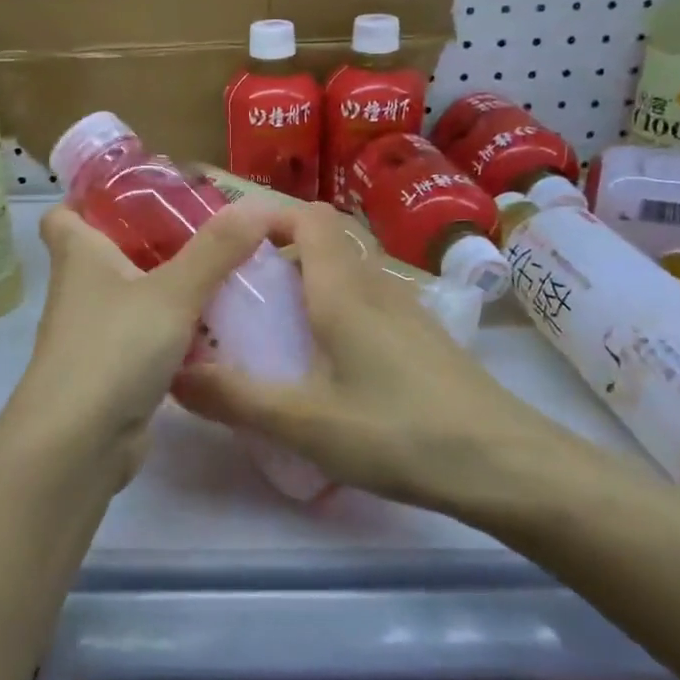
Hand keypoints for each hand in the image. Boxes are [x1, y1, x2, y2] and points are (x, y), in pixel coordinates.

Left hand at [6, 202, 282, 487]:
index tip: (141, 192)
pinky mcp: (112, 368)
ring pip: (134, 296)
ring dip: (170, 286)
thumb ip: (217, 249)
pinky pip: (147, 336)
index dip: (94, 198)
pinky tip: (216, 329)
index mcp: (79, 255)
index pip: (67, 212)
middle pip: (111, 251)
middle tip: (206, 230)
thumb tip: (260, 205)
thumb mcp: (173, 291)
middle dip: (153, 240)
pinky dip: (176, 330)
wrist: (79, 442)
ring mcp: (94, 331)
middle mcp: (81, 288)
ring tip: (223, 273)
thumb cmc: (114, 348)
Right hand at [172, 200, 589, 524]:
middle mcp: (375, 286)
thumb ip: (236, 398)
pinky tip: (325, 366)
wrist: (506, 465)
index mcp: (343, 289)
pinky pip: (367, 304)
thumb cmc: (399, 432)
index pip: (308, 216)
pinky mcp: (423, 339)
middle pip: (325, 242)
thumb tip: (173, 376)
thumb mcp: (305, 422)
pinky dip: (334, 312)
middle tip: (239, 296)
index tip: (230, 243)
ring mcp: (406, 311)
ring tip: (272, 331)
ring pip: (347, 274)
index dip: (268, 214)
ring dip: (307, 286)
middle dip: (278, 256)